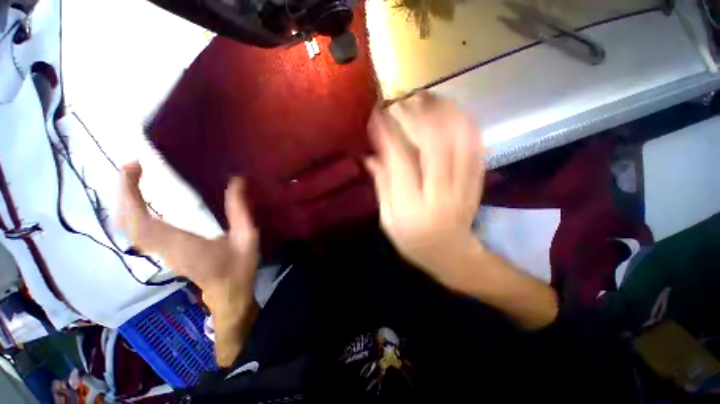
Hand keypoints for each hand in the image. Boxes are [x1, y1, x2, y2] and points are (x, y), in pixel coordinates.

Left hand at [118, 162, 258, 315]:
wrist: (228, 293)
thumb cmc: (238, 266)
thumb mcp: (247, 236)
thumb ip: (240, 210)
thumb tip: (237, 180)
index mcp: (183, 244)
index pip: (142, 221)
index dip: (131, 194)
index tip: (135, 167)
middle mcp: (163, 248)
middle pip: (128, 222)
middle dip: (124, 192)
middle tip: (134, 166)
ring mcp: (159, 252)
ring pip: (128, 228)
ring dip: (125, 201)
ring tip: (135, 178)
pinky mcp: (162, 252)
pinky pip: (137, 232)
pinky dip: (132, 213)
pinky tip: (141, 201)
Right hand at [365, 92, 484, 284]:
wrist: (451, 253)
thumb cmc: (412, 240)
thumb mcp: (388, 219)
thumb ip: (381, 186)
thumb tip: (370, 156)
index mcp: (412, 207)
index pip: (400, 162)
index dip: (388, 134)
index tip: (377, 115)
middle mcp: (440, 194)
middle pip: (435, 144)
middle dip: (418, 115)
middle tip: (403, 99)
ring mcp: (464, 186)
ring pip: (459, 139)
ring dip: (443, 112)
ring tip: (426, 97)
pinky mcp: (478, 181)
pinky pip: (476, 145)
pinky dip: (464, 122)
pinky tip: (451, 110)